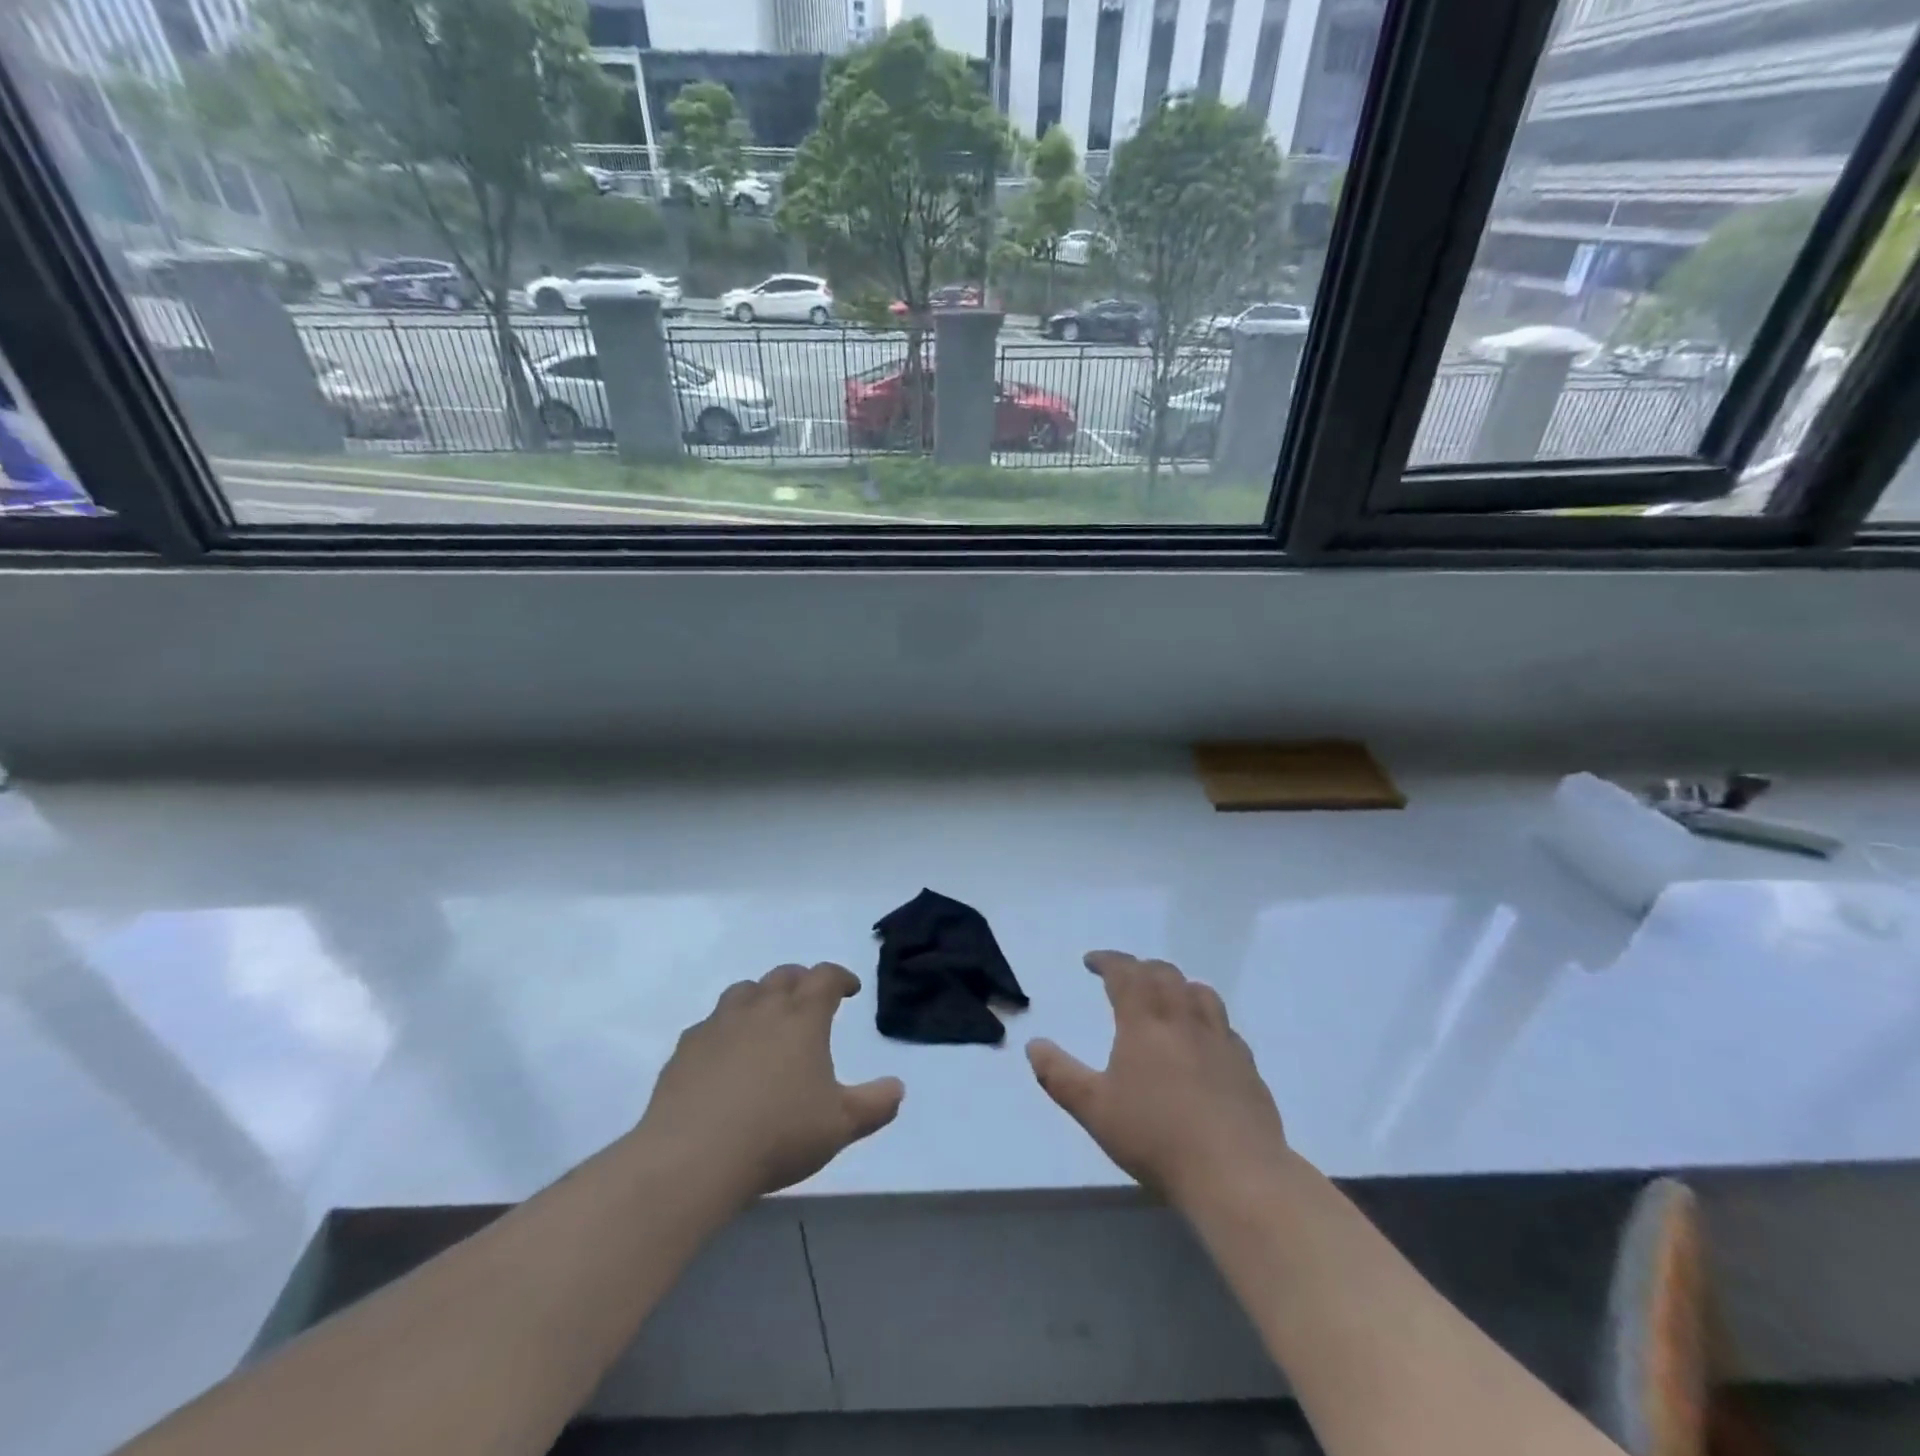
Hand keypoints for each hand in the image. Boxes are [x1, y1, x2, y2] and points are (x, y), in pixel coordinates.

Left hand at [638, 963, 903, 1203]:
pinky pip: (710, 1024)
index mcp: (802, 1017)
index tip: (849, 989)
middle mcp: (761, 1008)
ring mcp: (718, 1024)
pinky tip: (725, 1055)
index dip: (840, 977)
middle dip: (801, 981)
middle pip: (783, 976)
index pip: (825, 977)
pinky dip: (725, 1028)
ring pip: (744, 991)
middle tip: (810, 999)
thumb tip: (898, 1088)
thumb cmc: (778, 1133)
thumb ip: (875, 1104)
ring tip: (766, 1019)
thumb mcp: (840, 1125)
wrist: (693, 1156)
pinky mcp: (686, 1048)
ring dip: (760, 996)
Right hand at [1027, 951, 1289, 1207]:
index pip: (1125, 973)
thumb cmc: (1156, 1137)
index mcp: (1145, 1022)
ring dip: (1177, 985)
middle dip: (1140, 968)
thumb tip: (1033, 1044)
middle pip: (1164, 974)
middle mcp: (1184, 1019)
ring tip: (1165, 998)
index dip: (1107, 960)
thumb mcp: (1094, 1110)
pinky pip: (1224, 1027)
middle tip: (1124, 977)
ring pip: (1200, 992)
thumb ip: (1060, 1075)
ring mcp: (1221, 1040)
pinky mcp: (1247, 1066)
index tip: (1091, 961)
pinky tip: (1203, 1042)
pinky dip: (1206, 1020)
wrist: (1235, 1173)